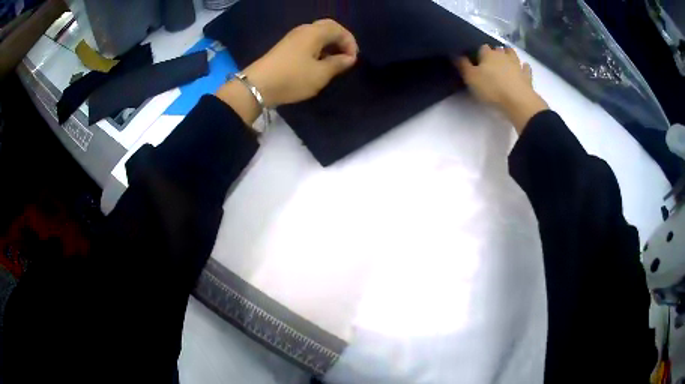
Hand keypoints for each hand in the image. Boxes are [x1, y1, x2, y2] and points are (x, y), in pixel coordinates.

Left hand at [217, 19, 358, 124]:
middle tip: (346, 57)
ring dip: (329, 46)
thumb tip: (349, 58)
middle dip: (340, 41)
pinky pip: (308, 43)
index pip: (338, 29)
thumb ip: (338, 64)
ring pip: (317, 36)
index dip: (350, 42)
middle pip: (327, 28)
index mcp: (314, 33)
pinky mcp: (285, 48)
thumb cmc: (292, 78)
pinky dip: (318, 49)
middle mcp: (303, 31)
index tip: (352, 60)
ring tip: (334, 63)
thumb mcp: (320, 74)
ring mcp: (292, 38)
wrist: (257, 86)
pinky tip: (318, 63)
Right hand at [455, 45, 548, 133]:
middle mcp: (503, 56)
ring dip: (509, 54)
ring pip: (512, 54)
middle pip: (498, 49)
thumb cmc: (492, 89)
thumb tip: (456, 54)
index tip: (475, 59)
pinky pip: (526, 68)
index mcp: (488, 54)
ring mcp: (517, 65)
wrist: (518, 102)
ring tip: (506, 57)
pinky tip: (523, 66)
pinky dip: (524, 66)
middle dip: (494, 52)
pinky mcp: (527, 76)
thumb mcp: (471, 78)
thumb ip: (463, 65)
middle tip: (490, 59)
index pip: (481, 48)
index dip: (478, 52)